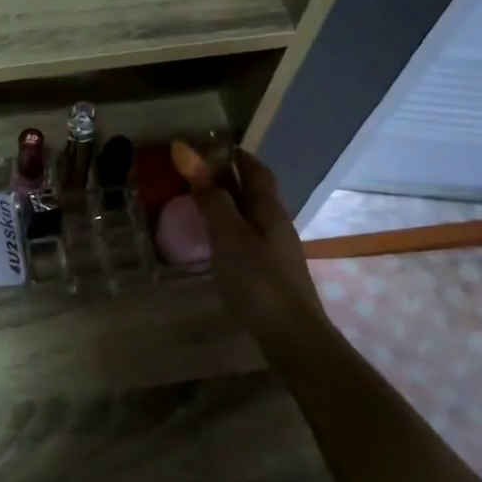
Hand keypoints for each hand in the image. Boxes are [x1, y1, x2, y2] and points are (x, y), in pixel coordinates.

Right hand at [188, 150, 331, 346]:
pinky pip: (247, 240)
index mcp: (268, 210)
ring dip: (228, 206)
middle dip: (229, 179)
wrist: (291, 336)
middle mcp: (276, 225)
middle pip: (254, 193)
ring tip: (200, 206)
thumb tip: (189, 155)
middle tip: (196, 175)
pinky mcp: (270, 274)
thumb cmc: (258, 280)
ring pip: (251, 217)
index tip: (211, 146)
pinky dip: (229, 231)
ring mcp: (276, 251)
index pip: (255, 170)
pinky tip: (214, 244)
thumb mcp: (229, 235)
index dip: (235, 156)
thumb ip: (211, 199)